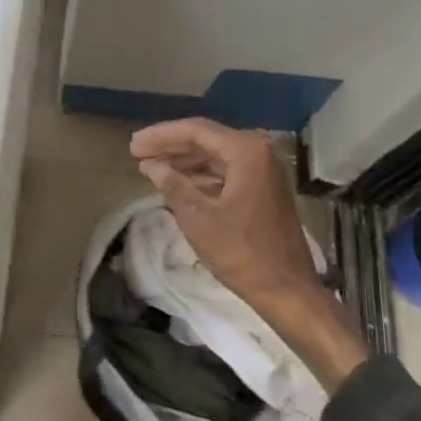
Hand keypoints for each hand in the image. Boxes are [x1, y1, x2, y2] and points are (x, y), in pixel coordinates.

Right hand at [130, 118, 369, 391]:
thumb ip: (173, 185)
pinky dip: (201, 176)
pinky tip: (177, 183)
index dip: (161, 136)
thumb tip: (151, 165)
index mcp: (246, 151)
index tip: (133, 144)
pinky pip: (226, 172)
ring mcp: (263, 171)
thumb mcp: (199, 218)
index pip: (196, 131)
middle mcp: (258, 152)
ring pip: (215, 156)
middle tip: (137, 151)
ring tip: (150, 166)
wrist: (287, 289)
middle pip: (206, 139)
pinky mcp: (263, 189)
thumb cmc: (242, 253)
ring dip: (184, 161)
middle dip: (170, 146)